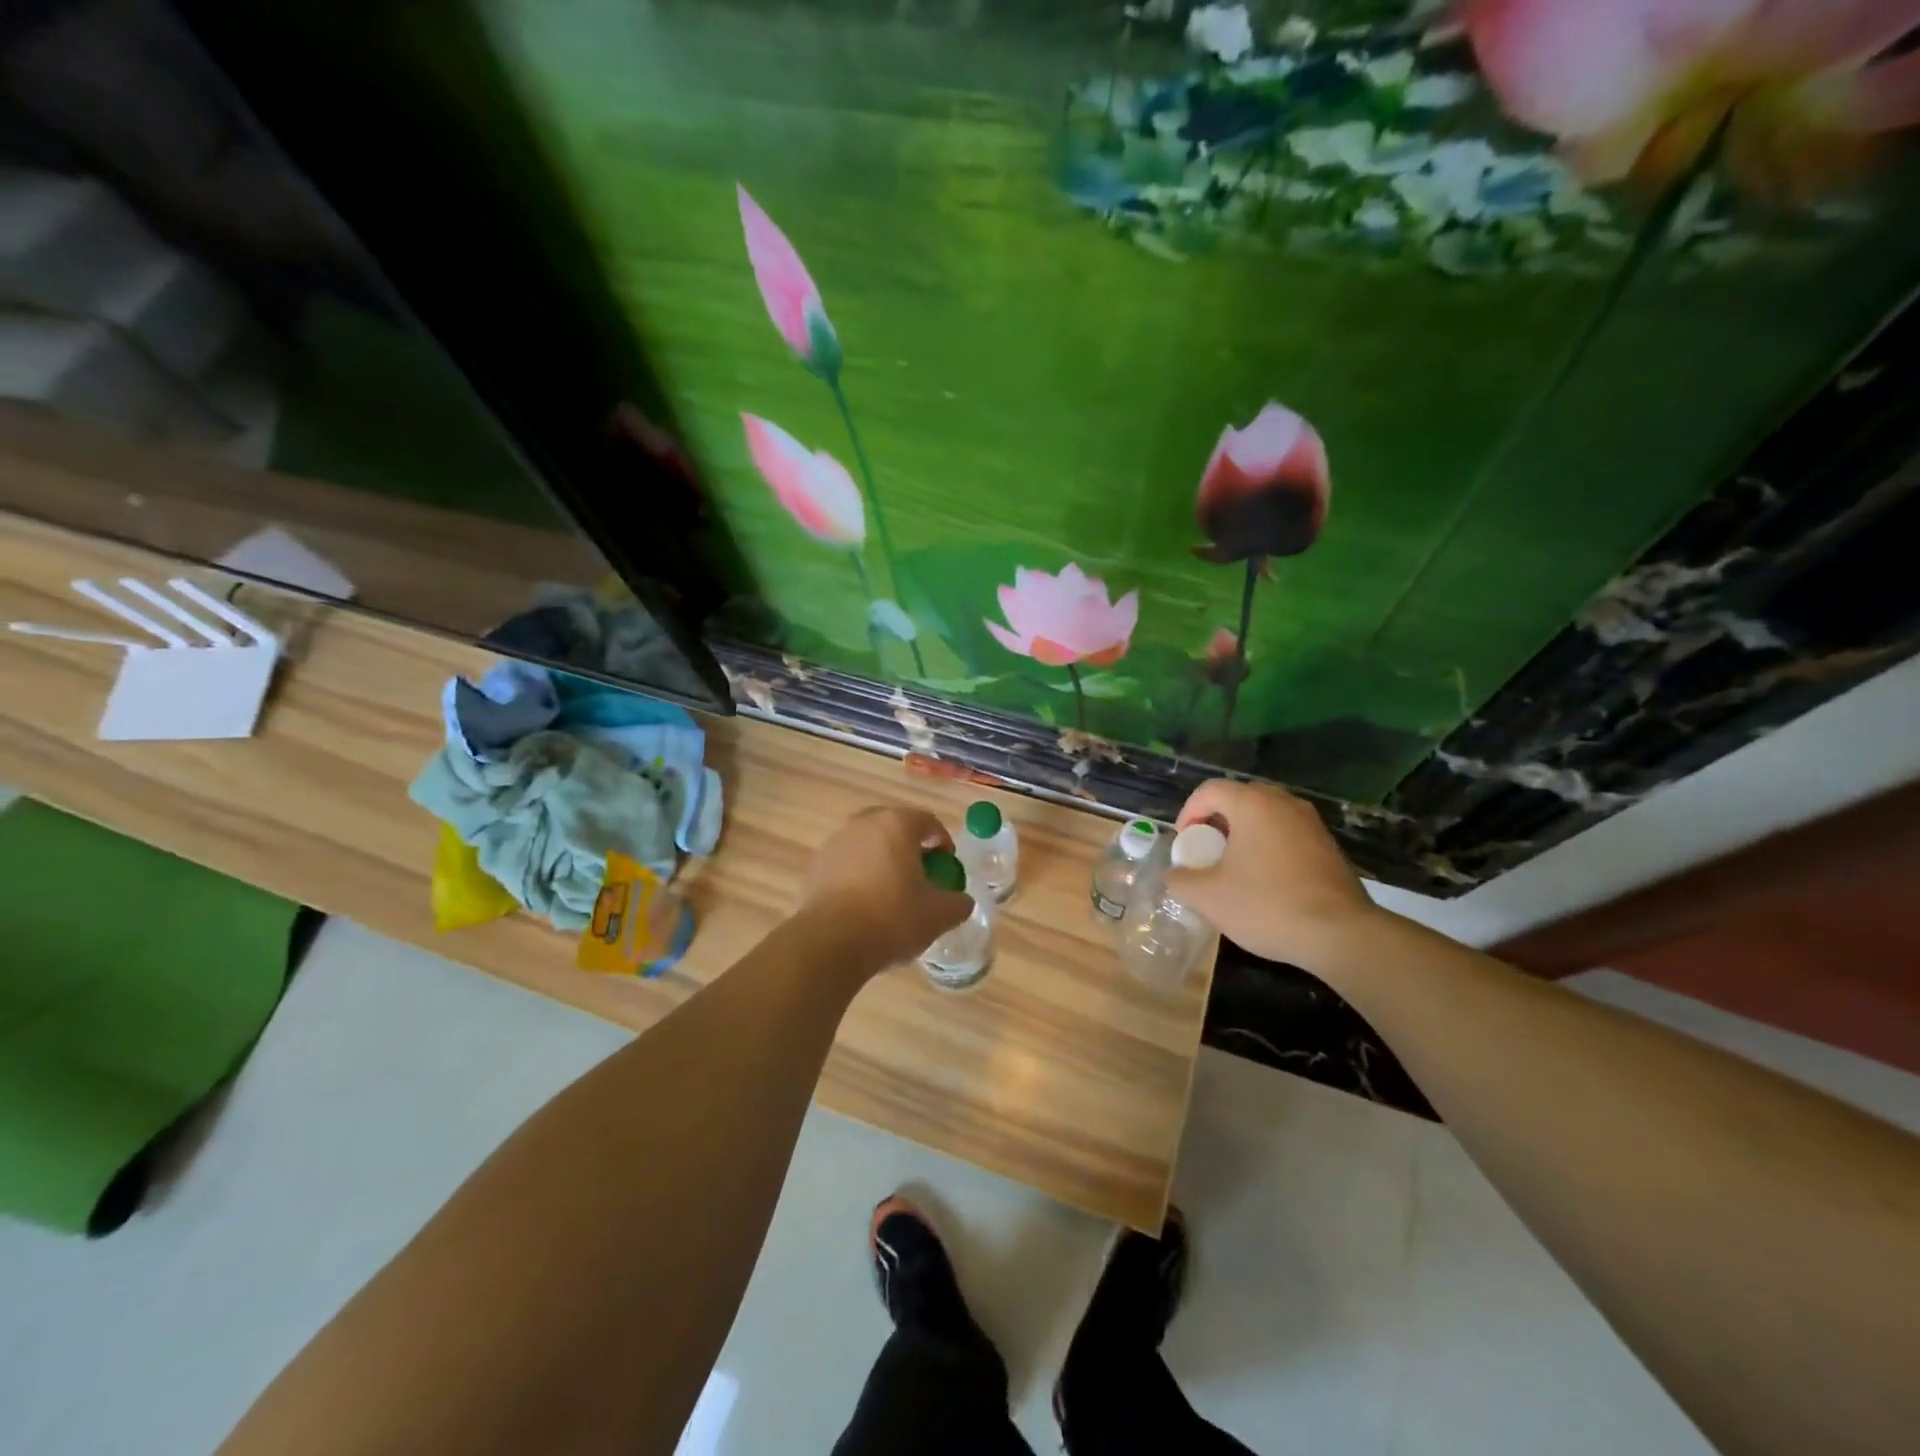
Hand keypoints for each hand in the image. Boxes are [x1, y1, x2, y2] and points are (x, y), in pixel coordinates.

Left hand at [799, 806, 972, 973]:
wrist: (830, 944)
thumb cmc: (891, 919)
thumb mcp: (938, 916)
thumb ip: (957, 903)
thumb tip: (961, 901)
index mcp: (896, 825)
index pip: (928, 821)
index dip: (942, 842)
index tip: (947, 866)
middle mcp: (863, 824)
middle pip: (894, 828)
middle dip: (910, 848)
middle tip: (920, 875)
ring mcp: (835, 843)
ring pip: (867, 845)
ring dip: (882, 861)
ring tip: (890, 893)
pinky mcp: (815, 867)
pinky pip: (846, 864)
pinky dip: (858, 876)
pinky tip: (863, 906)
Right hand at [1163, 780, 1379, 968]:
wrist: (1340, 934)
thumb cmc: (1266, 905)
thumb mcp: (1208, 897)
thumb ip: (1180, 879)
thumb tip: (1173, 874)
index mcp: (1252, 804)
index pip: (1209, 790)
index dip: (1188, 813)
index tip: (1185, 845)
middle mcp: (1283, 803)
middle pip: (1238, 799)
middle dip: (1215, 822)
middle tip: (1206, 853)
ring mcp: (1311, 823)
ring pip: (1265, 816)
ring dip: (1243, 836)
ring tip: (1233, 869)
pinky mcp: (1328, 846)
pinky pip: (1286, 834)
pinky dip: (1268, 848)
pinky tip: (1265, 882)